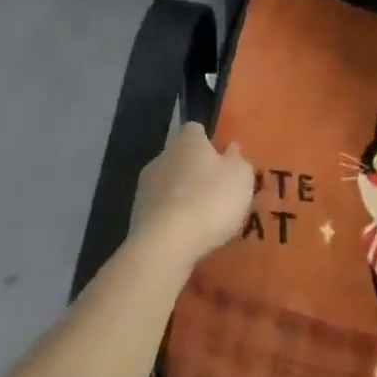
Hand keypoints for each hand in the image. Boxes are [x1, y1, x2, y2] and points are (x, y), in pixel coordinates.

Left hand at [129, 122, 254, 269]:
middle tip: (215, 189)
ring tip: (202, 217)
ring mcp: (144, 189)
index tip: (221, 157)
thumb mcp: (241, 176)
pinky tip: (187, 234)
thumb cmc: (210, 199)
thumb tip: (230, 149)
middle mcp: (161, 158)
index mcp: (187, 141)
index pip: (195, 130)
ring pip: (168, 186)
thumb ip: (237, 160)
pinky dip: (172, 219)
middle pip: (180, 158)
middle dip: (194, 170)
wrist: (164, 246)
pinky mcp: (136, 219)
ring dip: (181, 196)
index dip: (208, 142)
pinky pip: (160, 212)